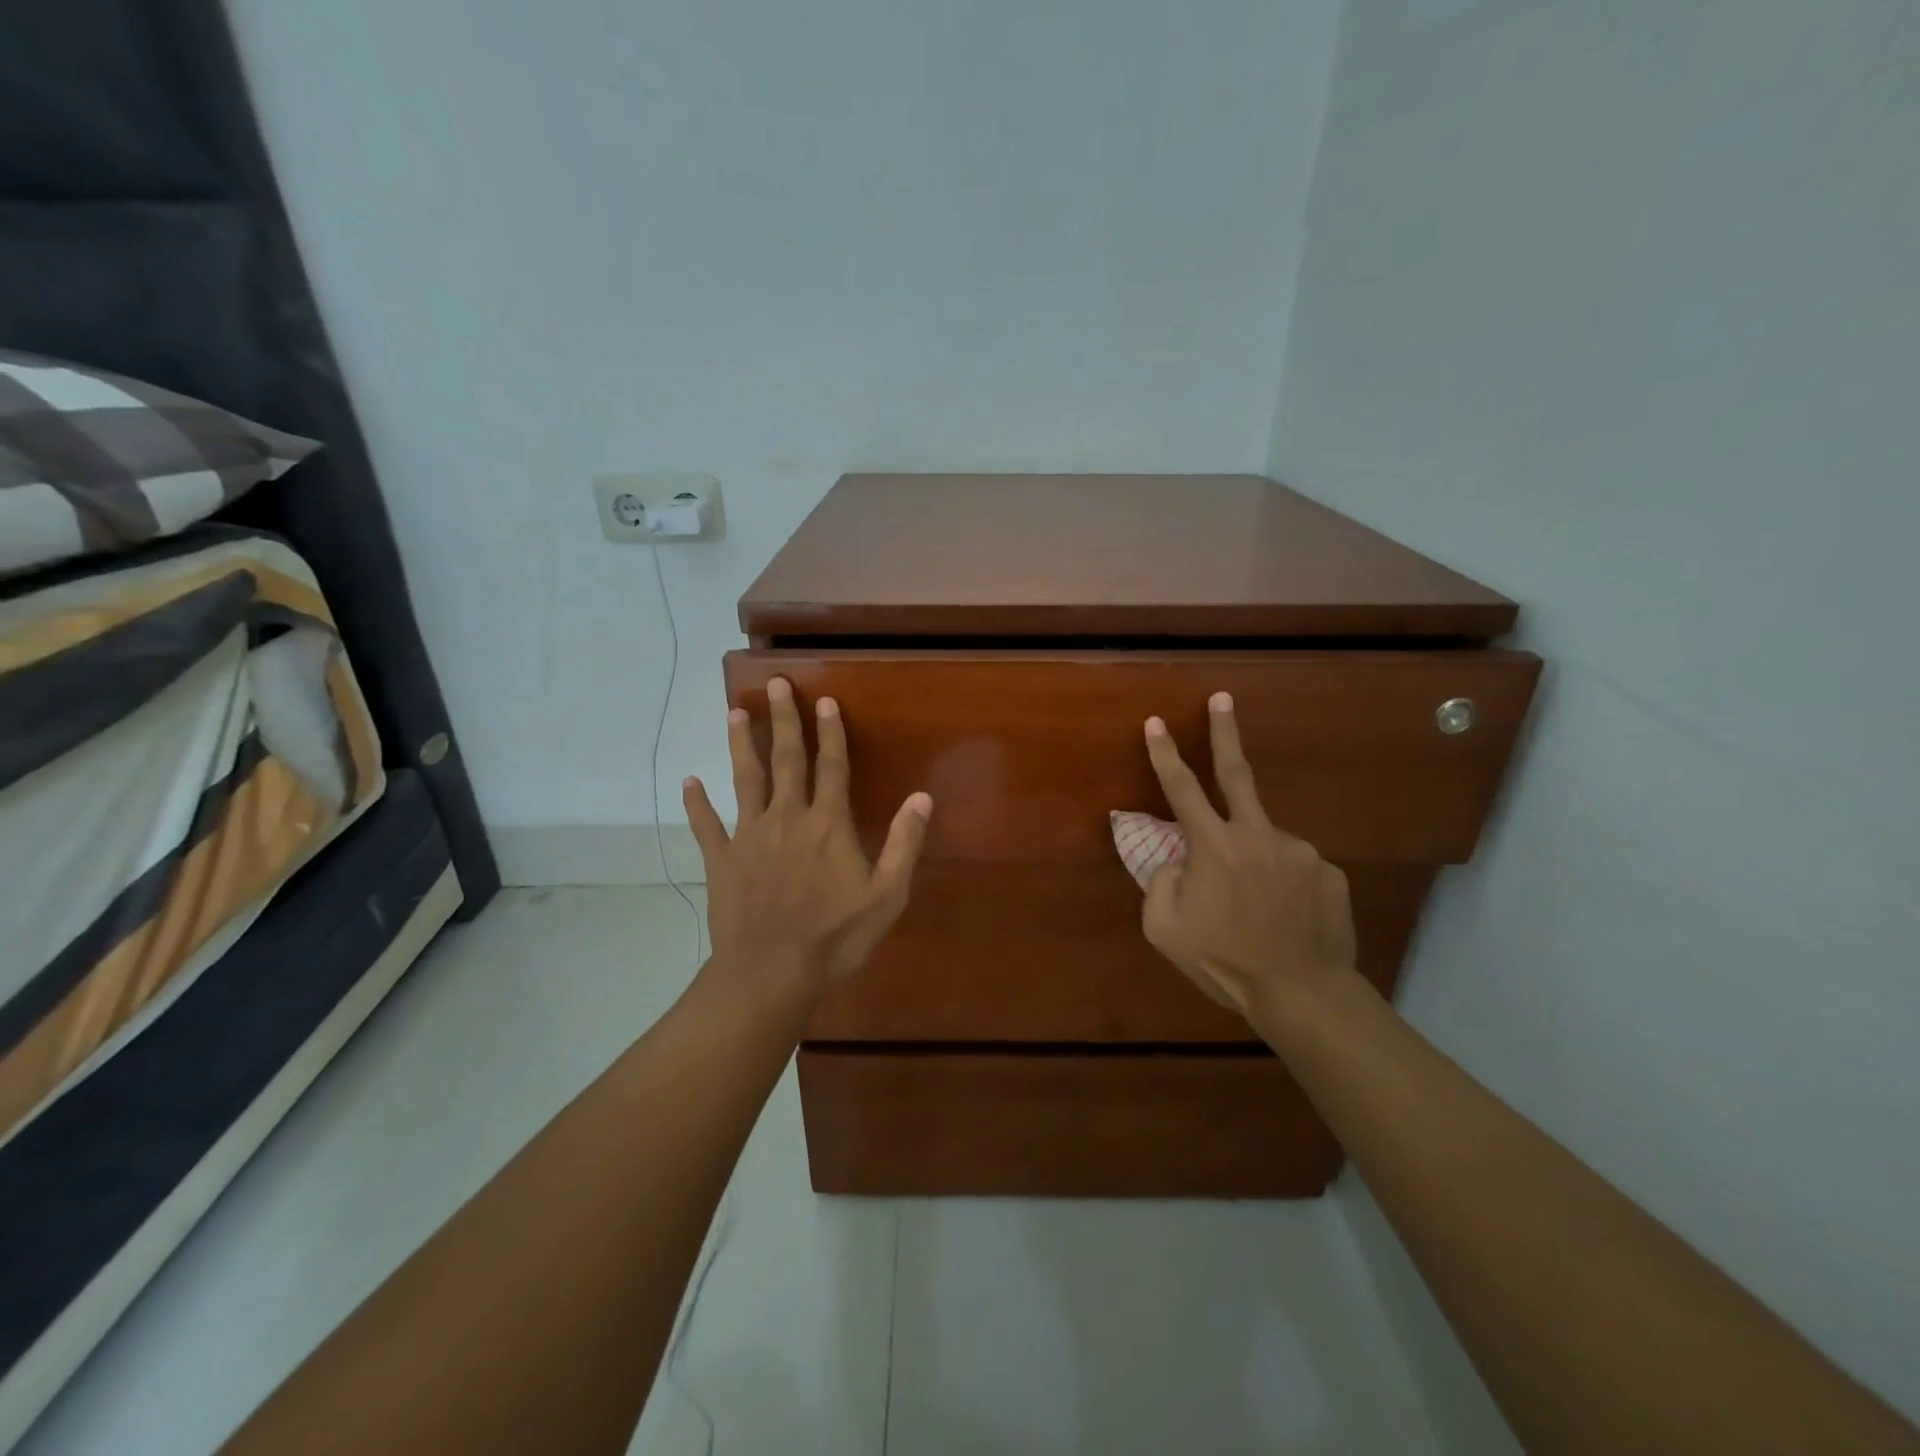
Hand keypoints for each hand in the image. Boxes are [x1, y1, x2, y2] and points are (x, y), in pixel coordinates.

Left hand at [685, 676, 931, 986]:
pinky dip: (696, 803)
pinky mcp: (722, 860)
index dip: (830, 732)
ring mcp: (750, 836)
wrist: (771, 972)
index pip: (832, 766)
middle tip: (774, 684)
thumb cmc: (835, 936)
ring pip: (745, 780)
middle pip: (787, 760)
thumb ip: (905, 843)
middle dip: (784, 720)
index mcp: (828, 824)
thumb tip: (923, 797)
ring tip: (734, 713)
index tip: (825, 701)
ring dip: (741, 745)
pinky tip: (689, 782)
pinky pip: (706, 826)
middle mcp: (788, 818)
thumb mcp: (887, 895)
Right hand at [1141, 692, 1357, 1025]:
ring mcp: (1298, 850)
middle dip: (1225, 732)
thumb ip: (1160, 883)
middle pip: (1236, 773)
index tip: (1156, 722)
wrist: (1301, 993)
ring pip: (1264, 842)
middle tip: (1223, 699)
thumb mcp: (1164, 929)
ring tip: (1256, 909)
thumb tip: (1176, 861)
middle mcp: (1257, 835)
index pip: (1181, 788)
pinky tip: (1285, 918)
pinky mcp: (1328, 870)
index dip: (1164, 754)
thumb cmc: (1223, 961)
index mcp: (1212, 846)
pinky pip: (1294, 868)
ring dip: (1253, 862)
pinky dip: (1282, 884)